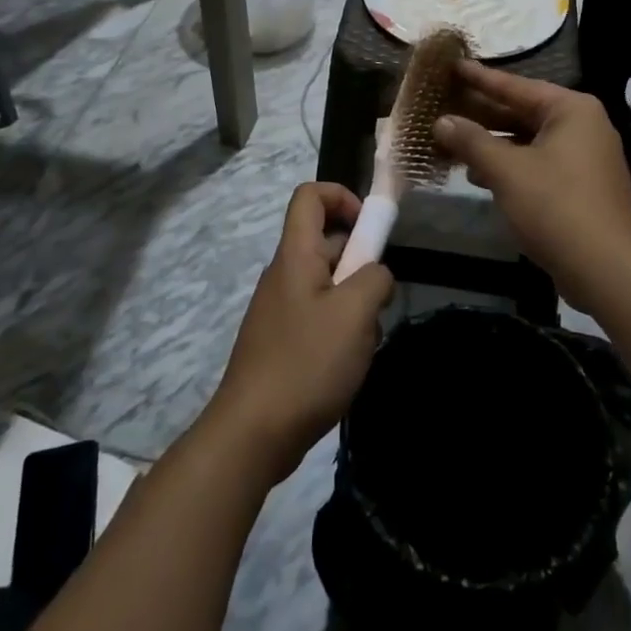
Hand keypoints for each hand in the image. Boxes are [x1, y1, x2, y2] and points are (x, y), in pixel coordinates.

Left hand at [206, 184, 393, 483]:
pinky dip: (340, 331)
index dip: (342, 196)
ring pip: (328, 285)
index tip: (371, 229)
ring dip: (355, 305)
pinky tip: (348, 366)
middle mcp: (284, 275)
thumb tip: (376, 274)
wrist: (253, 434)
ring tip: (364, 343)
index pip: (310, 196)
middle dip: (360, 264)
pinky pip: (319, 317)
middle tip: (378, 301)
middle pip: (326, 243)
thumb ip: (375, 279)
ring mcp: (281, 310)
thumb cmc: (306, 363)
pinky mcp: (282, 342)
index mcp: (295, 255)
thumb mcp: (355, 314)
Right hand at [433, 62, 630, 306]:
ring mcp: (585, 156)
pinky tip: (478, 173)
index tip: (452, 65)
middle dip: (481, 114)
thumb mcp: (506, 170)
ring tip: (451, 140)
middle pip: (521, 112)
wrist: (607, 271)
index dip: (480, 78)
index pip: (515, 86)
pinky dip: (509, 164)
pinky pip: (537, 162)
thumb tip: (441, 122)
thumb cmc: (555, 207)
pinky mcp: (581, 185)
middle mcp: (582, 125)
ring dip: (491, 143)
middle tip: (443, 104)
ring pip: (527, 140)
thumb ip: (471, 141)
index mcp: (571, 110)